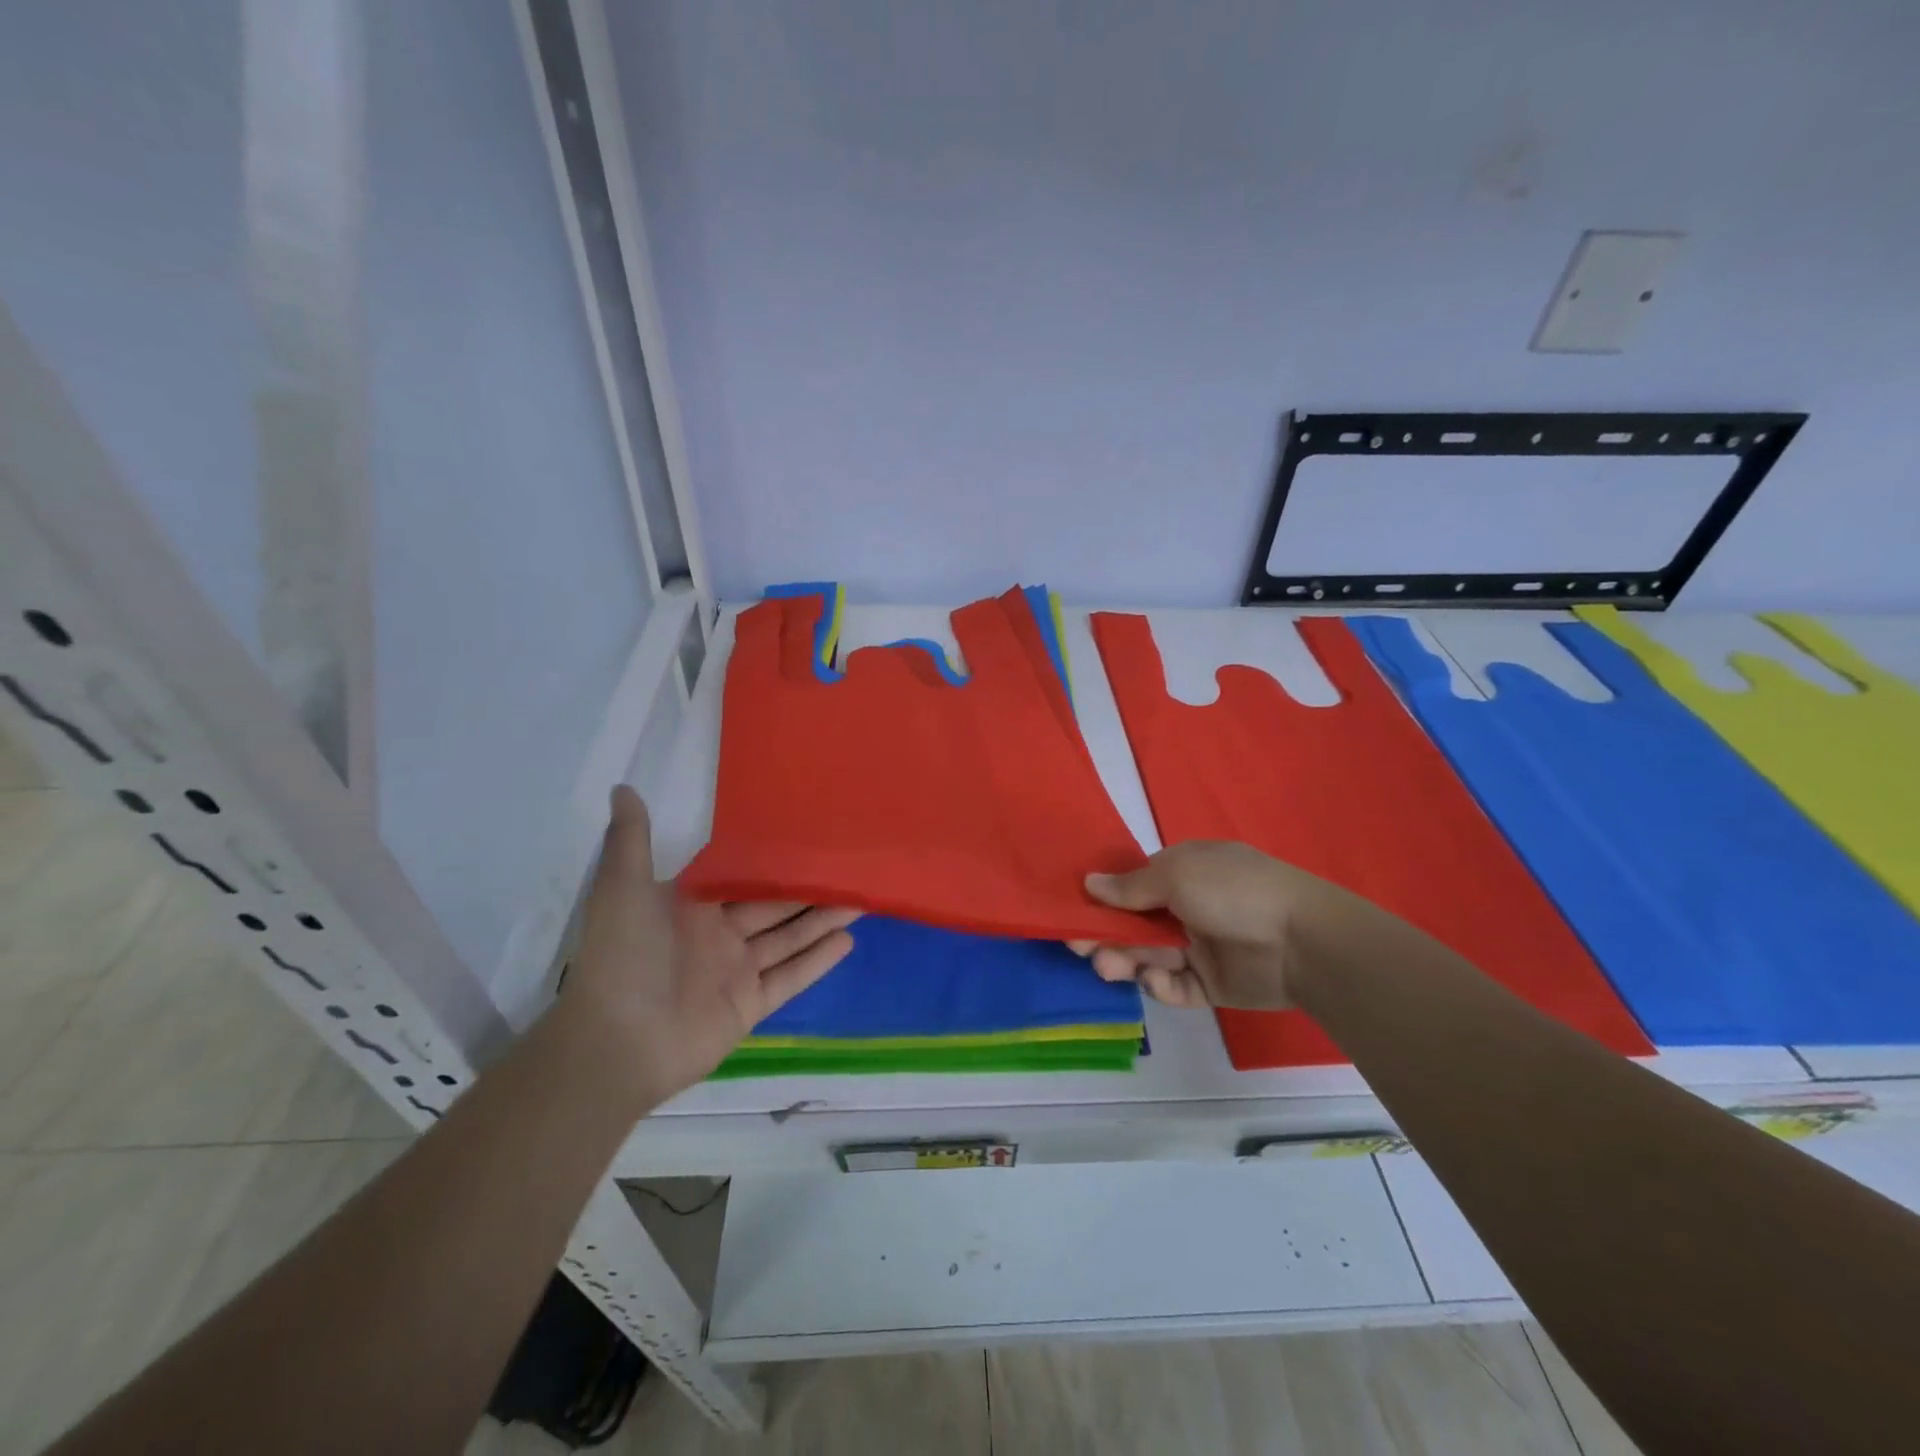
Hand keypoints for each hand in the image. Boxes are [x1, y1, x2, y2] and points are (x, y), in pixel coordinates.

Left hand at [561, 786, 859, 1102]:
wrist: (616, 1044)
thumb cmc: (622, 958)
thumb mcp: (621, 889)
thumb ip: (631, 839)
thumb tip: (623, 785)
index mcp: (690, 906)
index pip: (740, 875)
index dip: (772, 857)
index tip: (806, 834)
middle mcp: (717, 935)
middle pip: (773, 905)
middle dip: (809, 887)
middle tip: (850, 865)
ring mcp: (735, 971)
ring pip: (789, 938)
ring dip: (823, 919)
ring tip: (862, 897)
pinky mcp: (749, 1004)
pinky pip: (790, 977)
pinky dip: (818, 961)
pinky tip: (848, 940)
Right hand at [1072, 841, 1334, 1010]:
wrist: (1301, 941)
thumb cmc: (1232, 892)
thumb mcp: (1176, 875)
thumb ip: (1130, 886)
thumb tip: (1088, 883)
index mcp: (1183, 873)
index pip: (1132, 887)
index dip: (1103, 902)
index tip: (1075, 916)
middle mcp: (1188, 908)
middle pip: (1135, 926)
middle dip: (1108, 936)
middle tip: (1082, 948)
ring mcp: (1200, 947)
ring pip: (1149, 957)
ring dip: (1126, 961)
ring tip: (1108, 968)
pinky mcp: (1211, 984)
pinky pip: (1176, 985)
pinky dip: (1161, 984)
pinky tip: (1157, 980)